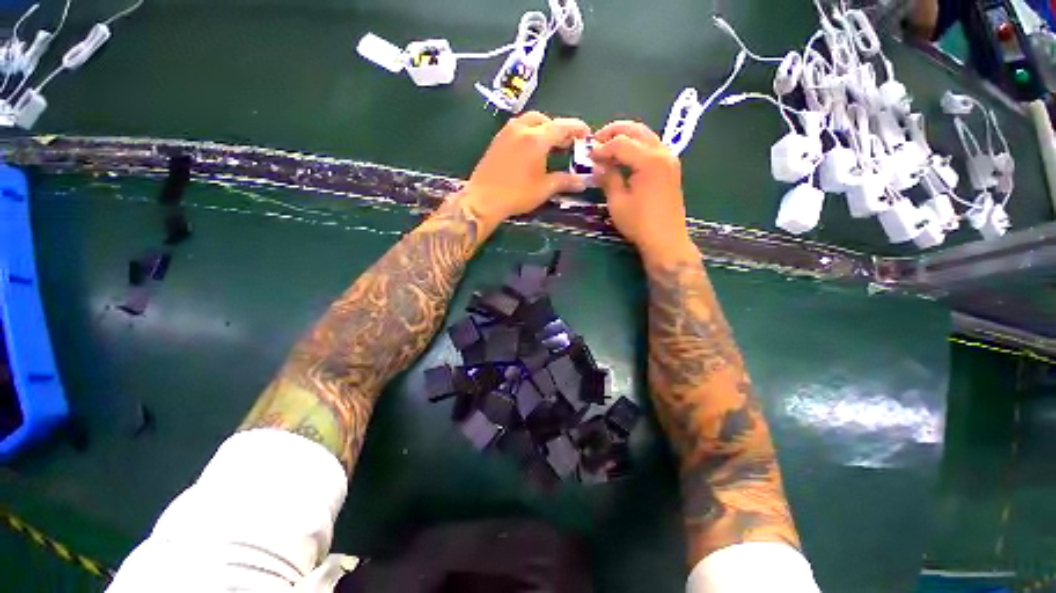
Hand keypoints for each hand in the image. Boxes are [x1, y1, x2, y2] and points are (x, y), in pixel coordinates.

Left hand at [462, 112, 590, 226]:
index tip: (586, 134)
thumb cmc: (516, 194)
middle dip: (558, 129)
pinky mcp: (497, 140)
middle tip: (566, 145)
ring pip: (529, 122)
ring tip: (549, 147)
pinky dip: (529, 133)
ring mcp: (506, 132)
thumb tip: (583, 182)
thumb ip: (565, 181)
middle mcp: (521, 129)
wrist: (483, 199)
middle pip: (545, 120)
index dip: (577, 128)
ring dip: (542, 129)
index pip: (562, 126)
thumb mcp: (544, 189)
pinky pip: (518, 129)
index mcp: (536, 139)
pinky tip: (530, 151)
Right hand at [592, 121, 697, 263]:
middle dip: (614, 132)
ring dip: (626, 137)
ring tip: (608, 149)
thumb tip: (598, 165)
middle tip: (596, 142)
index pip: (621, 143)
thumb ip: (608, 178)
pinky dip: (637, 146)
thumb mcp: (618, 202)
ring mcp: (670, 159)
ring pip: (646, 136)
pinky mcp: (671, 168)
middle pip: (636, 130)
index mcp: (649, 160)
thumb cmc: (639, 223)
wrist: (666, 240)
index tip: (588, 156)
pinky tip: (624, 158)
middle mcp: (662, 153)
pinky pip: (652, 147)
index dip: (602, 147)